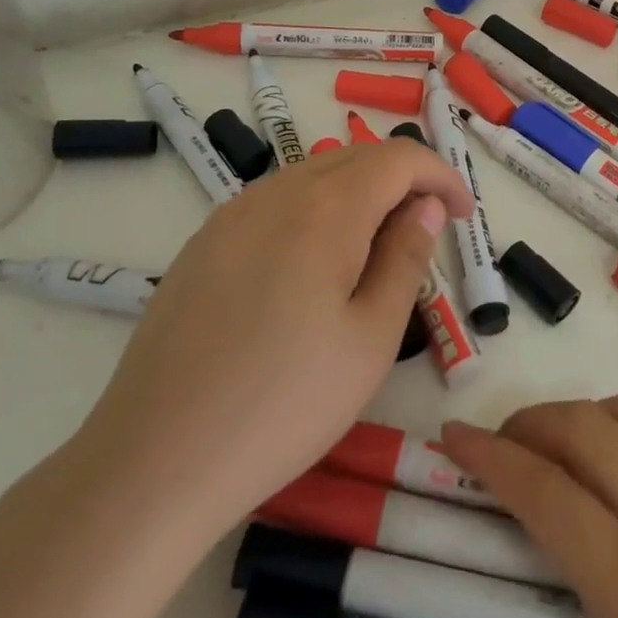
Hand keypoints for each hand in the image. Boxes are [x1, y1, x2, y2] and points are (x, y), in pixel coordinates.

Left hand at [74, 140, 471, 547]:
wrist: (155, 459)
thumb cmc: (285, 404)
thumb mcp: (371, 337)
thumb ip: (405, 257)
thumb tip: (424, 205)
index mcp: (325, 208)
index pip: (399, 158)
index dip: (441, 176)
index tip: (463, 216)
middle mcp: (276, 192)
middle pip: (355, 158)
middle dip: (402, 182)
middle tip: (426, 232)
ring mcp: (231, 214)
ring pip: (313, 176)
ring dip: (357, 195)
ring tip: (373, 252)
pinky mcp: (202, 243)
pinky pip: (274, 203)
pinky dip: (313, 212)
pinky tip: (311, 268)